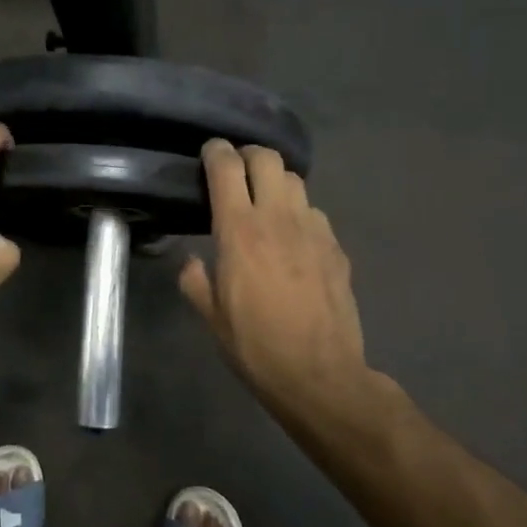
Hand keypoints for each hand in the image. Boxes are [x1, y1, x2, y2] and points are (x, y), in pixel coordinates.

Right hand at [180, 140, 370, 429]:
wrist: (319, 374)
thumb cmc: (255, 346)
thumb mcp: (211, 317)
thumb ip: (195, 281)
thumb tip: (190, 261)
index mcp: (239, 231)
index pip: (227, 168)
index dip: (215, 152)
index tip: (209, 153)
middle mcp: (277, 219)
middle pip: (267, 159)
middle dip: (248, 155)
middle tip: (236, 170)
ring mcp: (313, 230)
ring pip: (295, 180)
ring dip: (275, 180)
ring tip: (264, 199)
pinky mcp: (336, 247)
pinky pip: (314, 212)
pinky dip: (298, 212)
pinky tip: (293, 237)